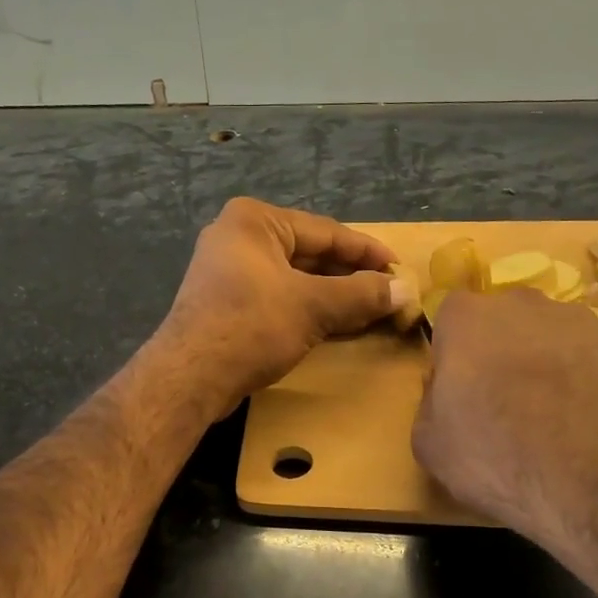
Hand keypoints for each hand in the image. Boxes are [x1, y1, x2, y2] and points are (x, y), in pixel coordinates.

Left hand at [157, 198, 410, 414]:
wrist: (191, 376)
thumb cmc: (252, 325)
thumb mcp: (313, 306)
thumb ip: (362, 294)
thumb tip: (407, 290)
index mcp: (255, 221)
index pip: (326, 231)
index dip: (367, 252)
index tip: (400, 269)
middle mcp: (238, 238)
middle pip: (310, 254)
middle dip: (351, 276)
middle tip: (389, 293)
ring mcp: (229, 272)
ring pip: (295, 278)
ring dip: (333, 295)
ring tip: (370, 311)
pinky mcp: (227, 303)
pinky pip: (279, 298)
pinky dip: (308, 309)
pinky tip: (336, 325)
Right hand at [412, 289, 597, 556]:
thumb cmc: (499, 460)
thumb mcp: (430, 443)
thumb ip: (430, 401)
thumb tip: (446, 390)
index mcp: (469, 318)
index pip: (450, 318)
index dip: (452, 353)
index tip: (457, 388)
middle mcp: (528, 305)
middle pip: (505, 319)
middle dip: (501, 350)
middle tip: (503, 400)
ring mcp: (587, 323)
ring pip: (553, 337)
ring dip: (548, 364)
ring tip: (555, 418)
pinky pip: (596, 360)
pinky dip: (590, 382)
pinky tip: (592, 425)